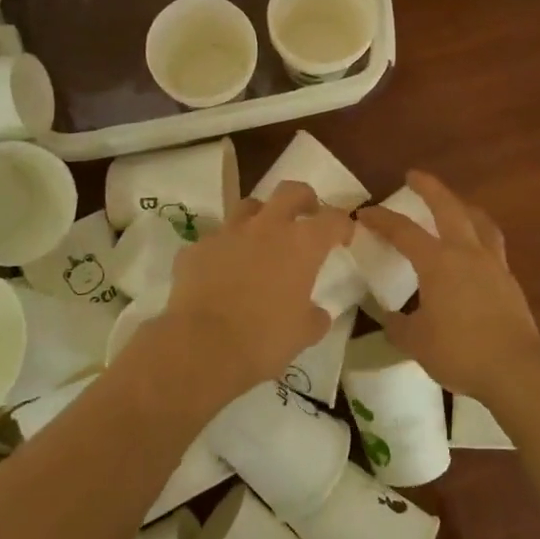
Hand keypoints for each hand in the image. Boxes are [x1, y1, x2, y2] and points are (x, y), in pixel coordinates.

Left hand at [146, 181, 353, 410]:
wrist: (201, 346)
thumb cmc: (264, 340)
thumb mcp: (302, 335)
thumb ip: (314, 317)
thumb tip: (316, 313)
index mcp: (301, 245)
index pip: (332, 219)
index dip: (342, 225)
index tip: (343, 236)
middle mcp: (266, 227)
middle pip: (290, 191)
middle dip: (303, 198)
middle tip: (306, 214)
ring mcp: (227, 233)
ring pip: (247, 207)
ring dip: (259, 218)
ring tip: (260, 239)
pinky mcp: (196, 248)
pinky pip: (214, 241)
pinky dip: (222, 252)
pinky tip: (220, 273)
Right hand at [356, 172, 539, 404]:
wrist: (516, 370)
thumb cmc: (460, 351)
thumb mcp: (416, 342)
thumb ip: (399, 326)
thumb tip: (390, 317)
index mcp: (438, 262)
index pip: (403, 231)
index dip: (381, 219)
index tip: (363, 213)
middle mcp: (466, 253)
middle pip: (448, 208)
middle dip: (430, 188)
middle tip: (415, 175)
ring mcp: (493, 264)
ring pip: (479, 221)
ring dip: (463, 206)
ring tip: (456, 204)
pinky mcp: (509, 281)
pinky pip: (493, 245)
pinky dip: (480, 236)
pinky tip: (475, 251)